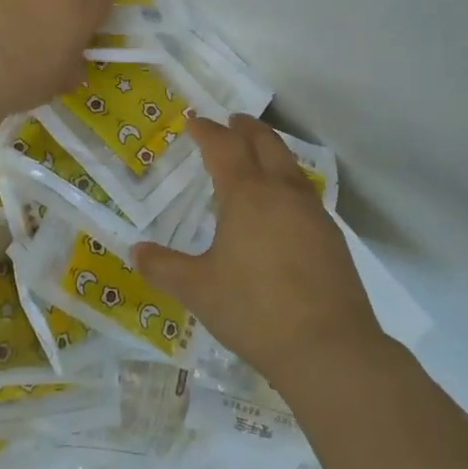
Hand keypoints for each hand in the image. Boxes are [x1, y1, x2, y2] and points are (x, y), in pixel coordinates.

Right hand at [135, 114, 382, 391]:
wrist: (329, 347)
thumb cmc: (254, 310)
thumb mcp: (198, 290)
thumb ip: (164, 267)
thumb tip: (135, 251)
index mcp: (247, 195)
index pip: (224, 147)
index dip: (207, 131)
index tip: (195, 121)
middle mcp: (282, 192)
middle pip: (265, 143)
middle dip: (246, 128)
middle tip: (232, 121)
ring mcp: (312, 213)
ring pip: (290, 165)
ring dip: (271, 150)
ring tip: (257, 155)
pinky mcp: (332, 236)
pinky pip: (304, 192)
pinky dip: (287, 181)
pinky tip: (282, 204)